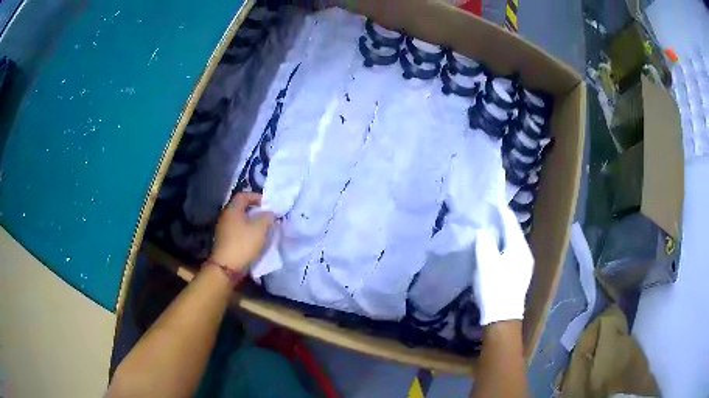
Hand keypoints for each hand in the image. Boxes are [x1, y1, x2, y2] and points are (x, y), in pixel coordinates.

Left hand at [209, 192, 274, 271]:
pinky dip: (246, 232)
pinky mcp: (224, 241)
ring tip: (263, 229)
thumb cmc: (243, 244)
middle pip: (241, 208)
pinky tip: (254, 240)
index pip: (244, 195)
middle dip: (255, 211)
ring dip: (251, 223)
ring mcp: (223, 229)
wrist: (227, 267)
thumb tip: (270, 213)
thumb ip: (267, 217)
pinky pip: (237, 231)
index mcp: (232, 209)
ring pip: (239, 221)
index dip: (256, 197)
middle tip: (267, 217)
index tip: (268, 205)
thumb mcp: (260, 228)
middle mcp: (225, 216)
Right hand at [472, 205, 533, 325]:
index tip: (494, 200)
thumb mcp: (486, 263)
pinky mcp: (520, 275)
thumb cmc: (495, 287)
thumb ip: (485, 243)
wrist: (503, 316)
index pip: (511, 223)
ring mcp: (525, 265)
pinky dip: (505, 246)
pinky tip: (498, 249)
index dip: (502, 211)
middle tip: (492, 213)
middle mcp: (525, 254)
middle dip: (504, 222)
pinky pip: (513, 253)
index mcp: (519, 248)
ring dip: (504, 234)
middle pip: (514, 232)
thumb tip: (483, 232)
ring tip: (493, 228)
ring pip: (514, 243)